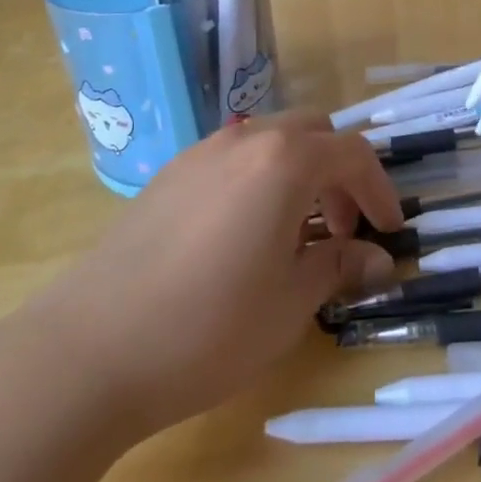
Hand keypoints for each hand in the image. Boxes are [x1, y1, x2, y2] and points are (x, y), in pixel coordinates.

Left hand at [21, 111, 401, 442]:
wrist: (90, 349)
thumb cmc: (207, 328)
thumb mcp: (288, 303)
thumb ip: (338, 267)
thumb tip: (378, 259)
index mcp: (284, 161)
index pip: (352, 154)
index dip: (379, 190)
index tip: (390, 230)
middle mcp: (246, 140)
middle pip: (312, 132)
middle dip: (338, 172)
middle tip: (341, 229)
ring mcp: (203, 152)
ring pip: (271, 139)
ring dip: (299, 172)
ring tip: (295, 234)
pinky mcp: (170, 173)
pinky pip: (234, 157)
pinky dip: (259, 178)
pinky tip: (244, 234)